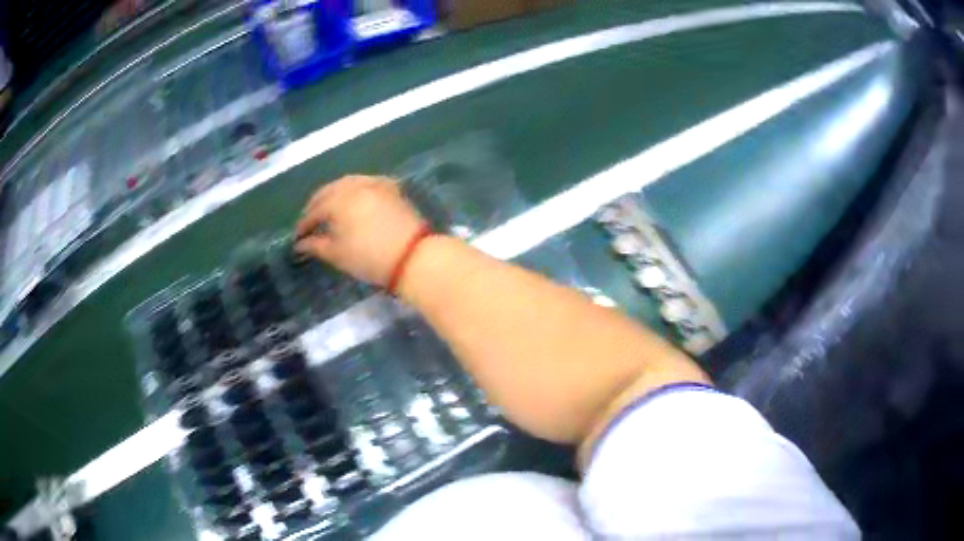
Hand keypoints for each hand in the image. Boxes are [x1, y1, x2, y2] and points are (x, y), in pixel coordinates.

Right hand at [295, 176, 426, 285]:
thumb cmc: (369, 258)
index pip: (314, 210)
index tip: (298, 237)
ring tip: (329, 209)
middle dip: (317, 204)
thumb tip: (300, 244)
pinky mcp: (391, 188)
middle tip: (310, 220)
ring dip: (335, 194)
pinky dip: (355, 189)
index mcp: (338, 200)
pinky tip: (353, 199)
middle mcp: (354, 185)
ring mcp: (375, 183)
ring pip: (348, 183)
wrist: (413, 256)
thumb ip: (315, 246)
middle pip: (329, 191)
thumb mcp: (337, 254)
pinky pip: (367, 182)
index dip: (304, 224)